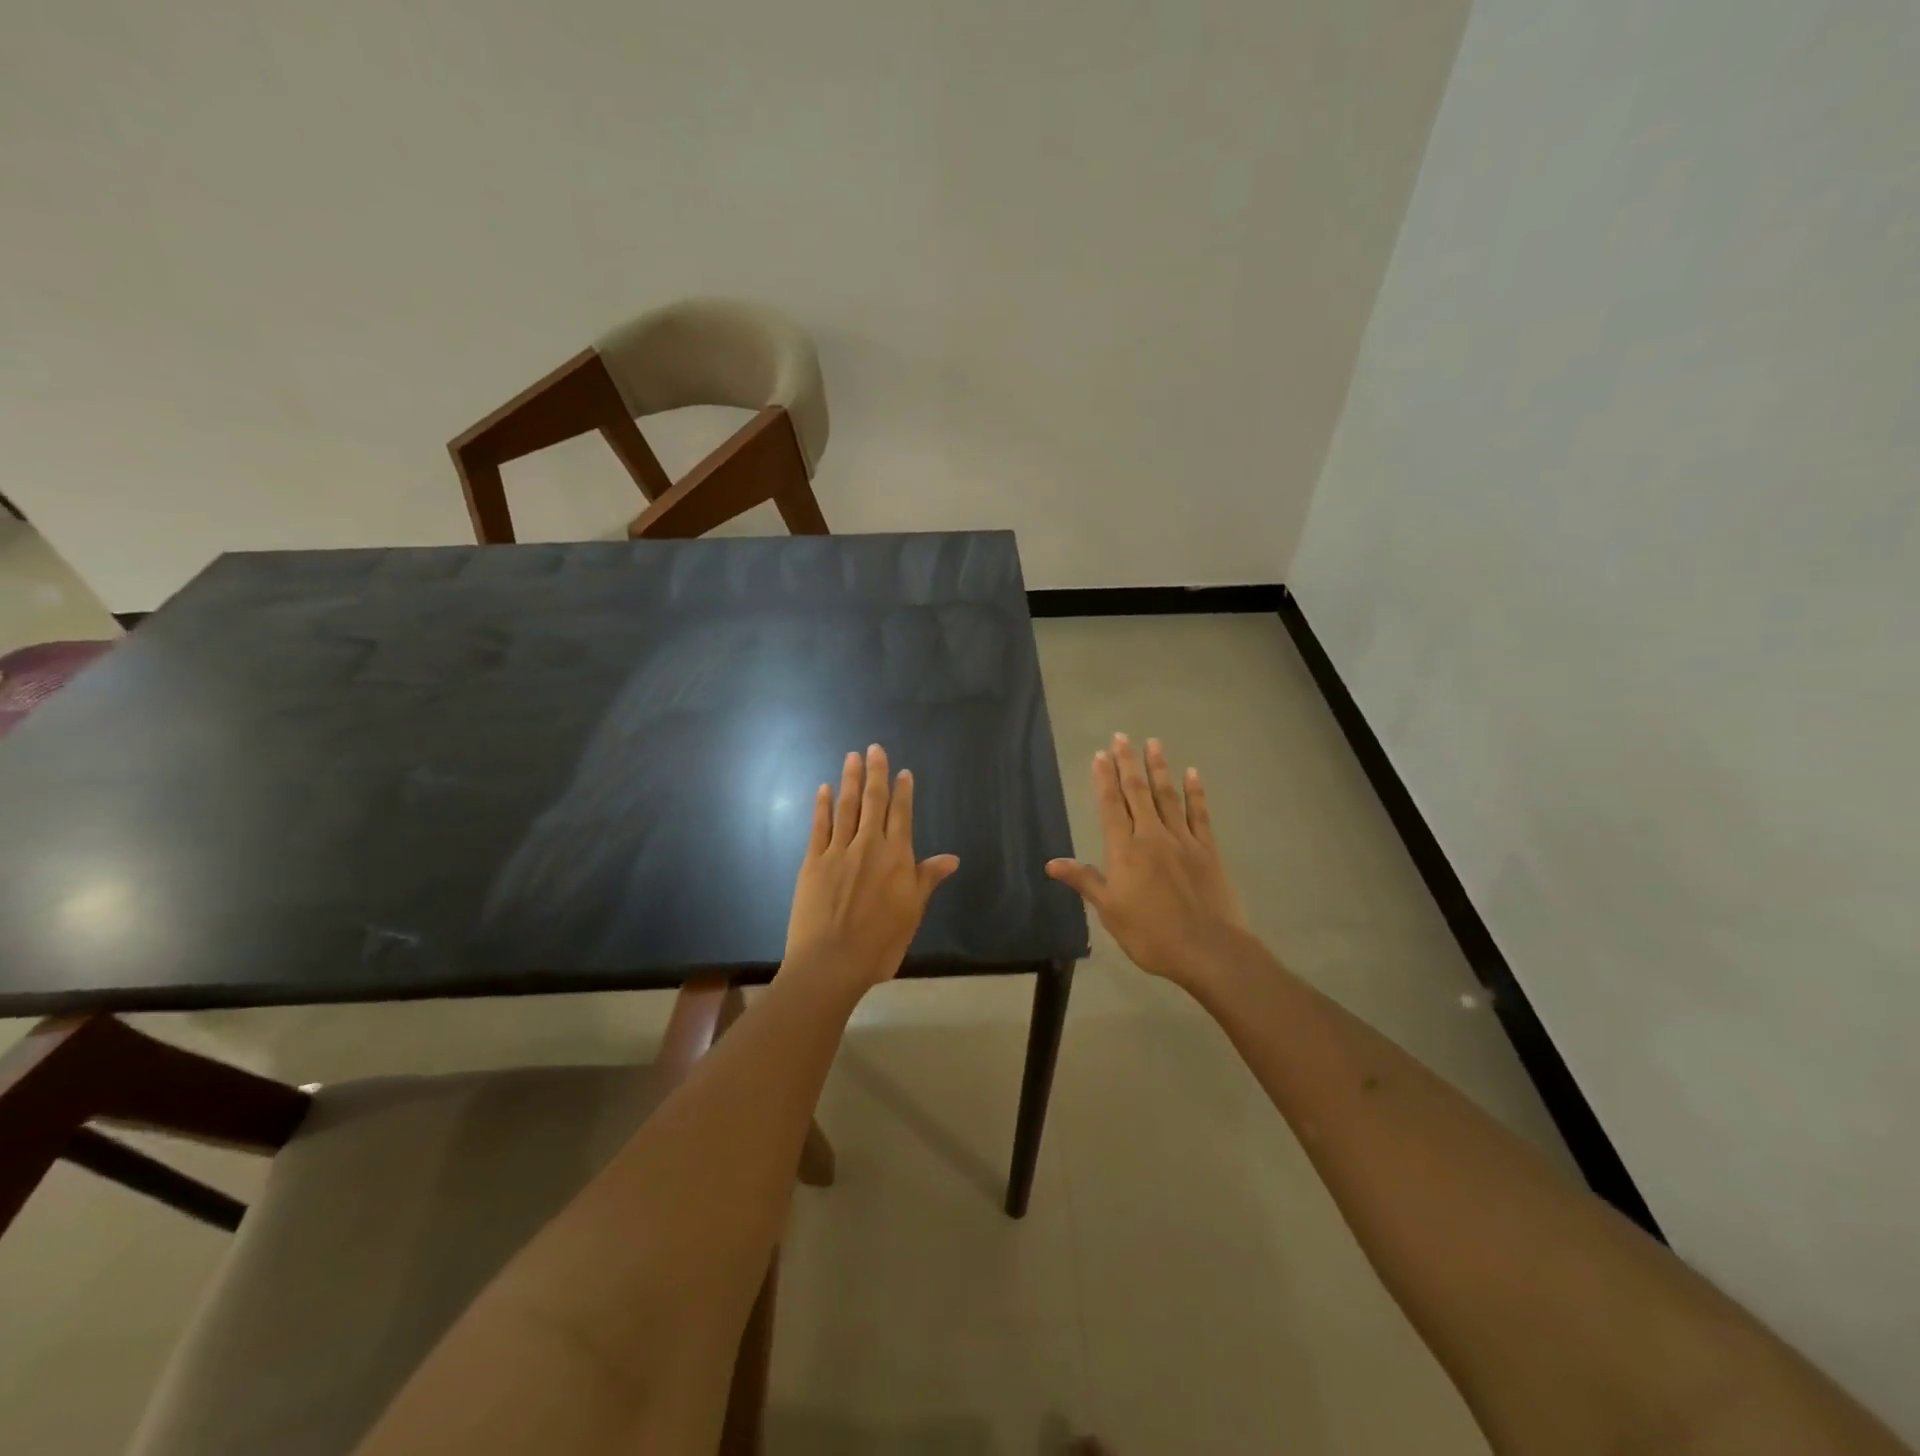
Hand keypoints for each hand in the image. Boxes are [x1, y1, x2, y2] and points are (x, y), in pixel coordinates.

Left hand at [783, 744, 960, 992]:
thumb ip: (927, 879)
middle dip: (875, 774)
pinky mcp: (814, 861)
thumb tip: (951, 858)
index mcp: (897, 857)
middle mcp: (869, 845)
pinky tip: (824, 789)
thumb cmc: (880, 942)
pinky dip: (823, 806)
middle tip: (874, 748)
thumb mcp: (912, 912)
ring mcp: (839, 851)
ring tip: (852, 757)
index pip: (902, 815)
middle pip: (874, 802)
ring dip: (850, 780)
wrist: (832, 962)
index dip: (902, 792)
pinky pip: (820, 826)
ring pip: (847, 807)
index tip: (902, 772)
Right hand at [1046, 733, 1248, 991]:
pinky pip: (1199, 814)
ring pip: (1167, 796)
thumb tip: (1052, 863)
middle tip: (1122, 737)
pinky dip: (1195, 792)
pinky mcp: (1207, 850)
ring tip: (1153, 743)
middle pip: (1137, 792)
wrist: (1208, 949)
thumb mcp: (1110, 912)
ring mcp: (1183, 840)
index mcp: (1125, 850)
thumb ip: (1085, 881)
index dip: (1104, 779)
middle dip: (1127, 764)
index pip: (1110, 806)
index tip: (1099, 755)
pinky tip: (1192, 774)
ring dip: (1159, 768)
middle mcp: (1151, 836)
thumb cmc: (1151, 934)